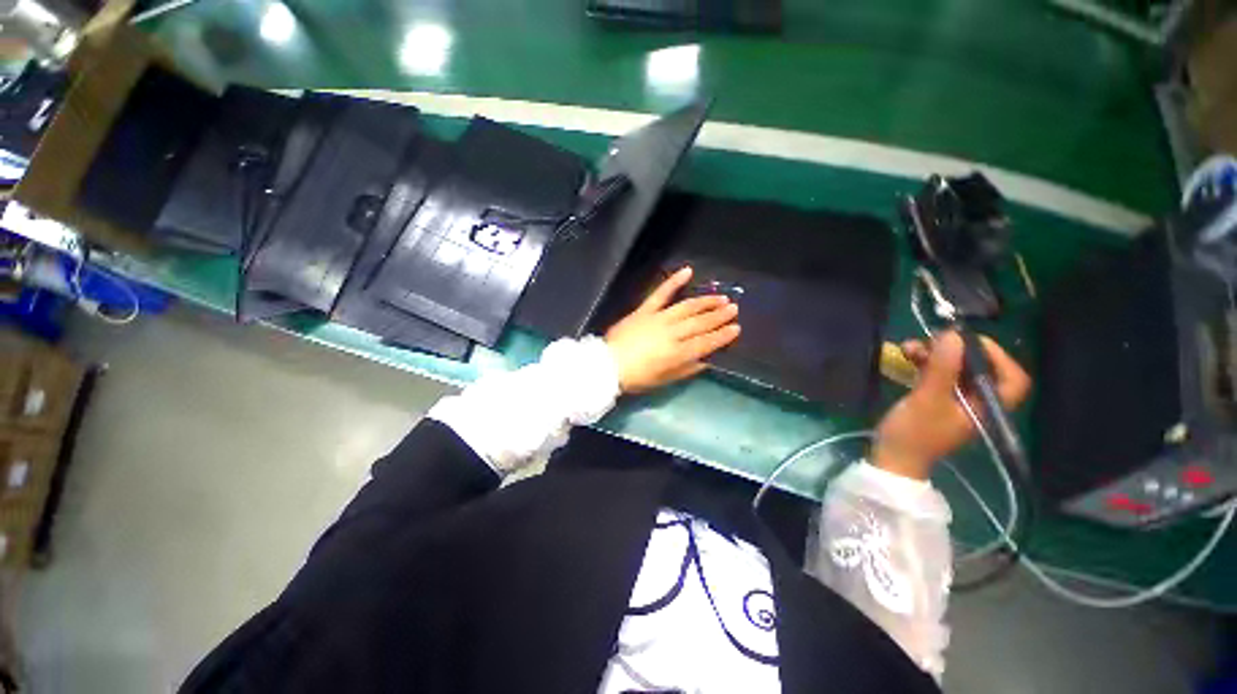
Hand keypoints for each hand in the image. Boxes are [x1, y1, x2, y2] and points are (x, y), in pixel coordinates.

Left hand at [605, 267, 740, 393]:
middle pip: (700, 322)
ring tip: (720, 297)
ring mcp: (659, 318)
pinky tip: (688, 271)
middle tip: (734, 308)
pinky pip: (661, 293)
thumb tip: (706, 360)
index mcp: (678, 353)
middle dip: (719, 315)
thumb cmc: (637, 377)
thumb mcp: (665, 379)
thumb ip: (687, 369)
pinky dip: (674, 281)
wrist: (608, 364)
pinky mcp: (645, 309)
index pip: (706, 342)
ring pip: (687, 307)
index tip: (736, 328)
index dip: (723, 335)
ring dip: (705, 301)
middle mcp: (673, 333)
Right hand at [874, 331, 1030, 479]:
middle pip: (978, 369)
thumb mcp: (927, 399)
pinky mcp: (934, 399)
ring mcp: (954, 400)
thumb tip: (952, 335)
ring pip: (954, 369)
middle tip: (932, 338)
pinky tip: (907, 354)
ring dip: (933, 354)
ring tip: (909, 346)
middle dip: (955, 351)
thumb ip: (942, 368)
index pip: (1012, 378)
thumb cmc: (914, 433)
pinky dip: (923, 362)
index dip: (997, 356)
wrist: (892, 458)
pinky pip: (936, 374)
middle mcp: (976, 401)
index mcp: (987, 407)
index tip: (969, 341)